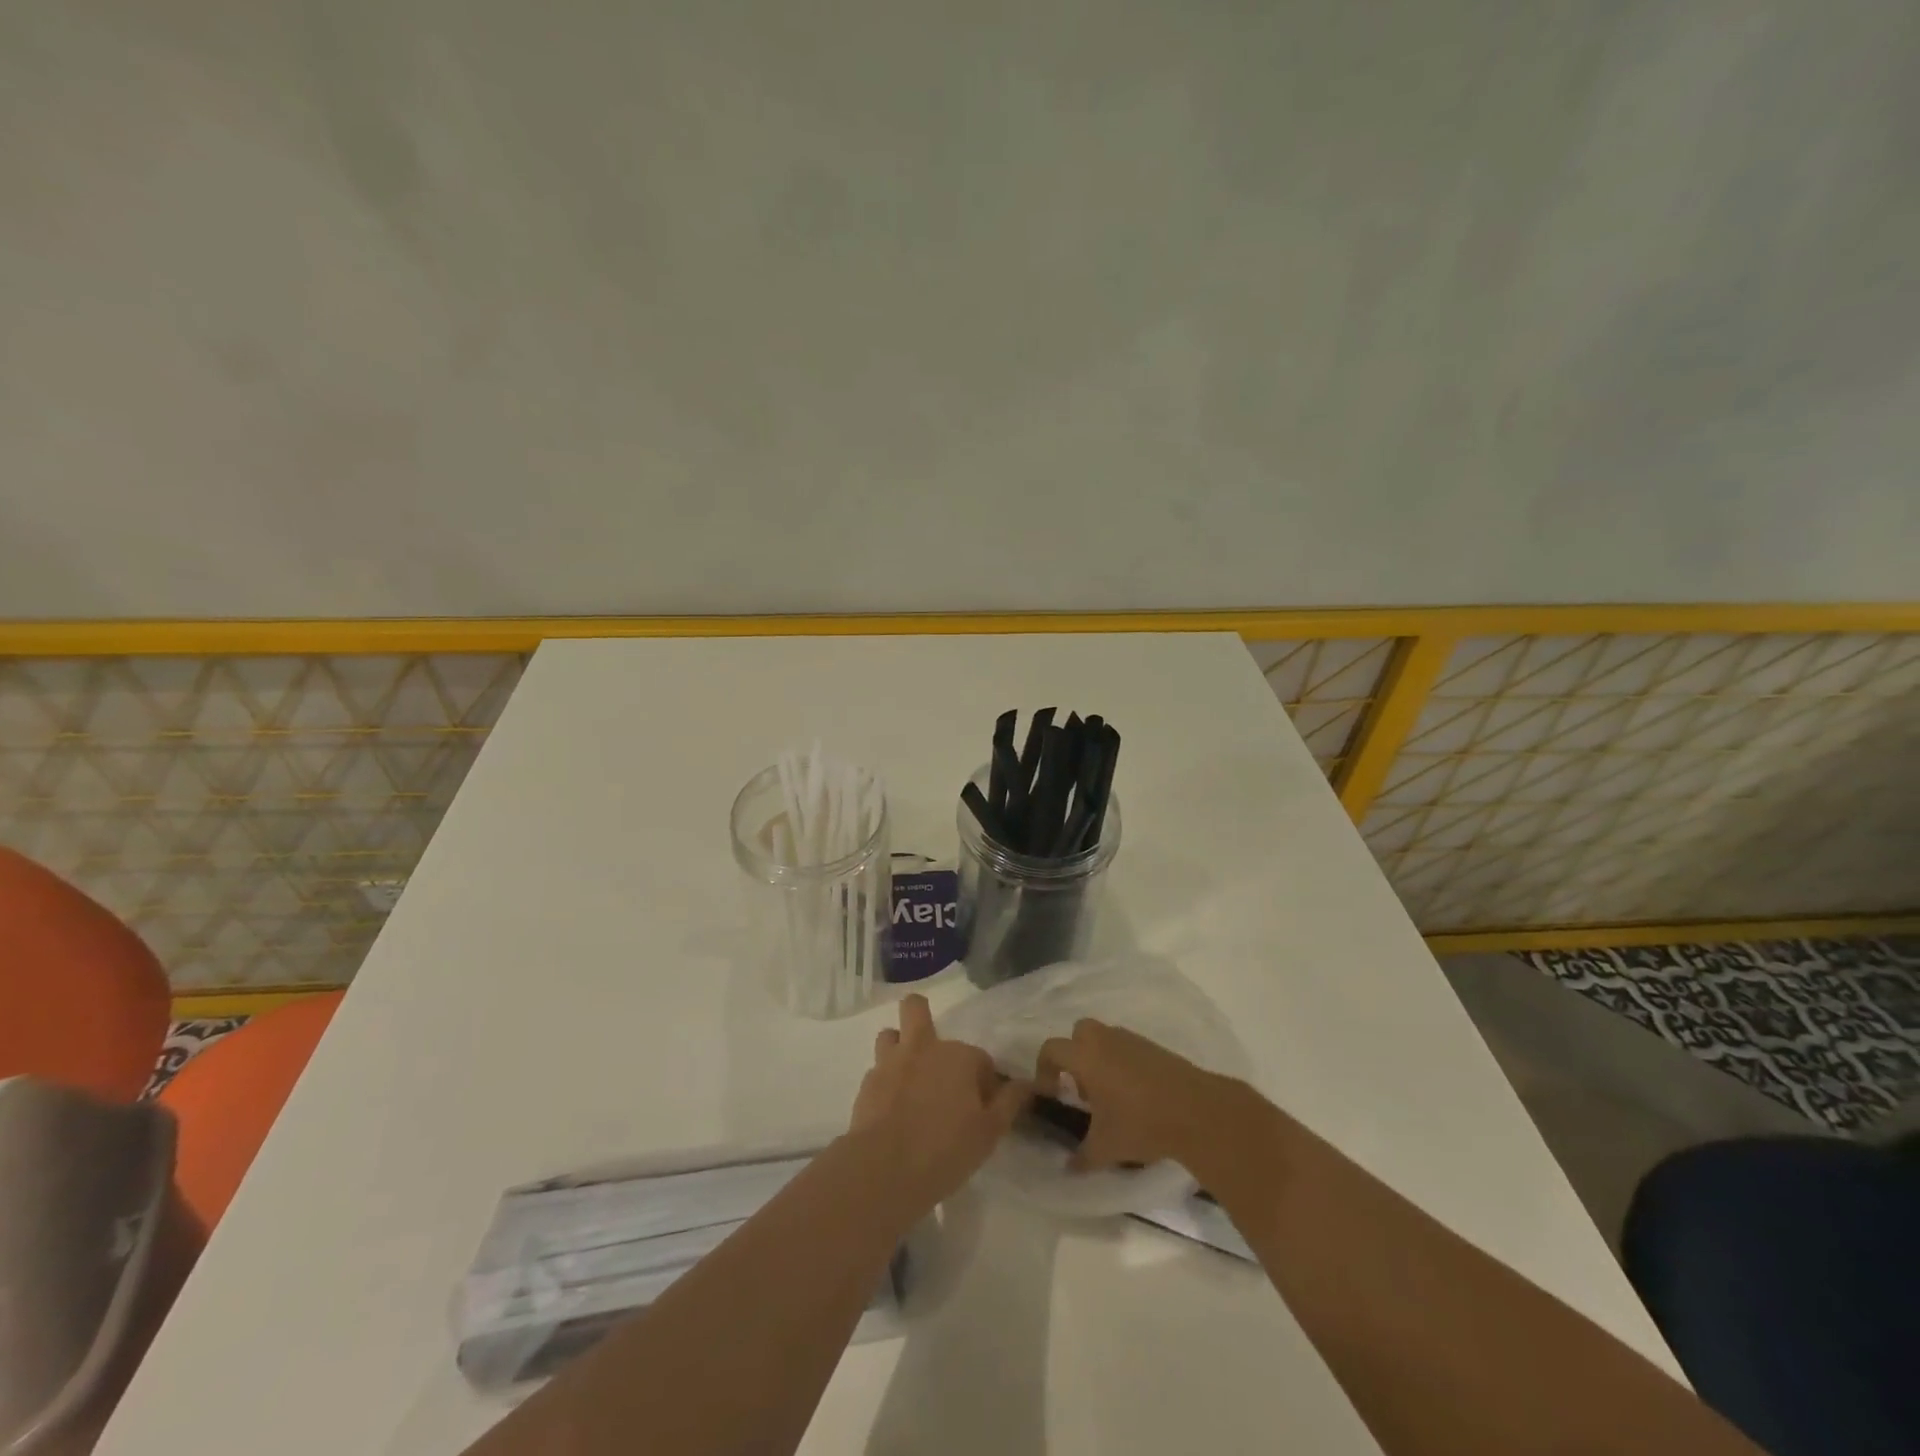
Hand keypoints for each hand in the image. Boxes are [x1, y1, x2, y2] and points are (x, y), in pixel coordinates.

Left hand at [848, 994, 1028, 1213]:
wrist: (884, 1169)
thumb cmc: (945, 1149)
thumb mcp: (989, 1132)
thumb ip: (1009, 1103)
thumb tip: (1027, 1084)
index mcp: (957, 1056)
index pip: (979, 1058)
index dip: (983, 1080)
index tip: (982, 1106)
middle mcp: (923, 1047)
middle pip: (916, 1008)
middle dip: (921, 1015)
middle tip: (932, 1049)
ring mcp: (890, 1062)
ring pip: (890, 1034)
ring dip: (899, 1047)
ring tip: (907, 1075)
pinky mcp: (867, 1083)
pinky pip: (877, 1070)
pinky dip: (885, 1082)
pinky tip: (890, 1107)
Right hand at [1035, 1019, 1242, 1172]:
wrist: (1195, 1111)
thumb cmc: (1140, 1123)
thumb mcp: (1105, 1148)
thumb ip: (1082, 1157)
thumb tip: (1069, 1168)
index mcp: (1085, 1057)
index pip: (1051, 1049)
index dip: (1044, 1069)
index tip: (1052, 1093)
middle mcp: (1104, 1040)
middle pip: (1078, 1032)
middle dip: (1074, 1054)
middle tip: (1082, 1087)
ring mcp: (1132, 1040)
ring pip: (1105, 1038)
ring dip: (1100, 1058)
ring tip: (1110, 1094)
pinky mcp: (1154, 1047)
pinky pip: (1127, 1047)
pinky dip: (1123, 1062)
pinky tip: (1135, 1094)